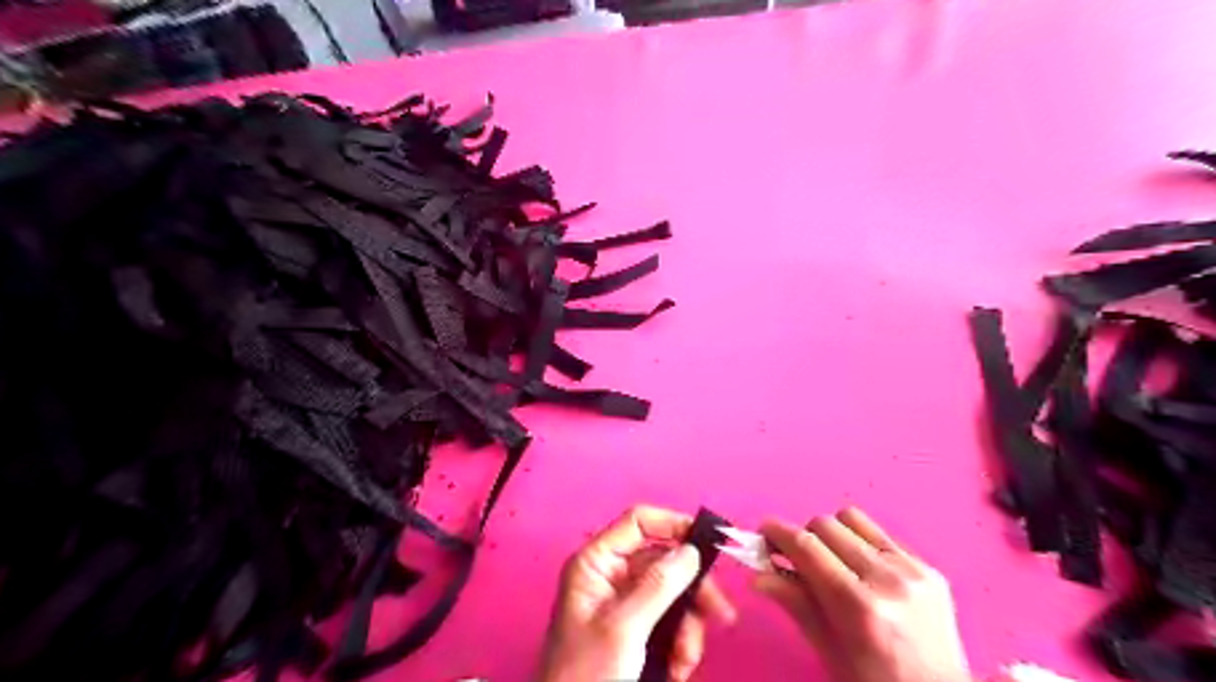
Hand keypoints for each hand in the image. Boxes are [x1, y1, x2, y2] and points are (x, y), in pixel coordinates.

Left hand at [541, 506, 741, 680]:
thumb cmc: (587, 674)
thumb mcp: (624, 628)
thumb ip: (658, 585)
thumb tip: (691, 550)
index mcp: (596, 562)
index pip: (638, 522)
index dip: (673, 525)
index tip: (709, 544)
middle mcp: (610, 574)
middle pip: (663, 561)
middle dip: (691, 590)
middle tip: (720, 614)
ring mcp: (622, 602)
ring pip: (671, 593)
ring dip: (688, 624)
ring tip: (687, 658)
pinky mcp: (634, 628)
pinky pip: (668, 620)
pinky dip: (680, 641)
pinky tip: (679, 667)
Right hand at [758, 506, 970, 680]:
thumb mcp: (828, 651)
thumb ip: (795, 604)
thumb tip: (757, 576)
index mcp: (860, 607)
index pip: (807, 547)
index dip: (777, 532)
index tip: (762, 533)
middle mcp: (888, 580)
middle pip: (826, 524)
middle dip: (803, 536)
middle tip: (796, 559)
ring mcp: (914, 570)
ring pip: (852, 519)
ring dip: (832, 534)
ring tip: (832, 562)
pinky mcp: (930, 568)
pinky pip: (881, 535)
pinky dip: (861, 544)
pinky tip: (863, 571)